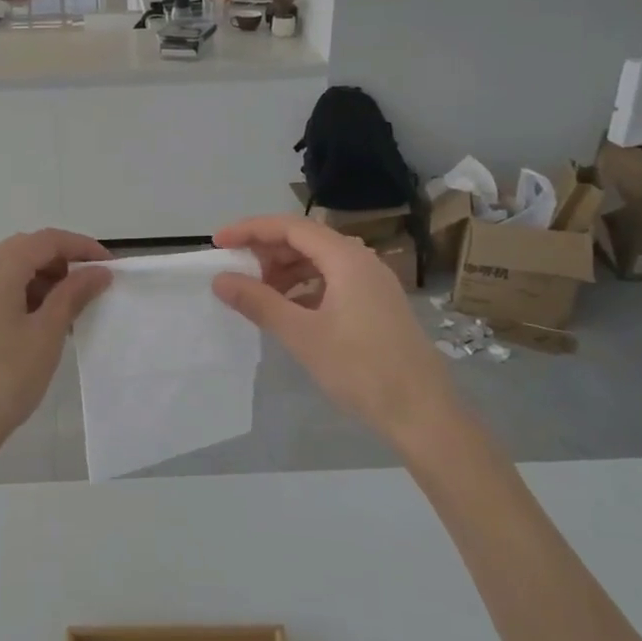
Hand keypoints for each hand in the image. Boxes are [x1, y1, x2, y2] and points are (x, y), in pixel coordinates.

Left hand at [0, 229, 112, 477]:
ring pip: (11, 271)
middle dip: (63, 264)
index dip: (83, 247)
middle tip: (92, 291)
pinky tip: (41, 326)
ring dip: (44, 282)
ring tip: (70, 313)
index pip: (47, 240)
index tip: (111, 269)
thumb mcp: (47, 334)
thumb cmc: (3, 378)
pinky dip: (24, 297)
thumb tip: (98, 271)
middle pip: (27, 251)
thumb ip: (73, 295)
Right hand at [211, 214, 460, 445]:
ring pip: (319, 262)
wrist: (423, 413)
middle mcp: (362, 261)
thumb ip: (259, 302)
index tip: (218, 243)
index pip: (290, 227)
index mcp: (346, 258)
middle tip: (236, 272)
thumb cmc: (360, 369)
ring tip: (259, 295)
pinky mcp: (377, 305)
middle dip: (267, 251)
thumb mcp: (302, 334)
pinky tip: (290, 311)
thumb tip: (221, 279)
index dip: (251, 230)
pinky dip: (305, 288)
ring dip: (285, 271)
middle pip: (306, 240)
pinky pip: (333, 281)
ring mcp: (373, 283)